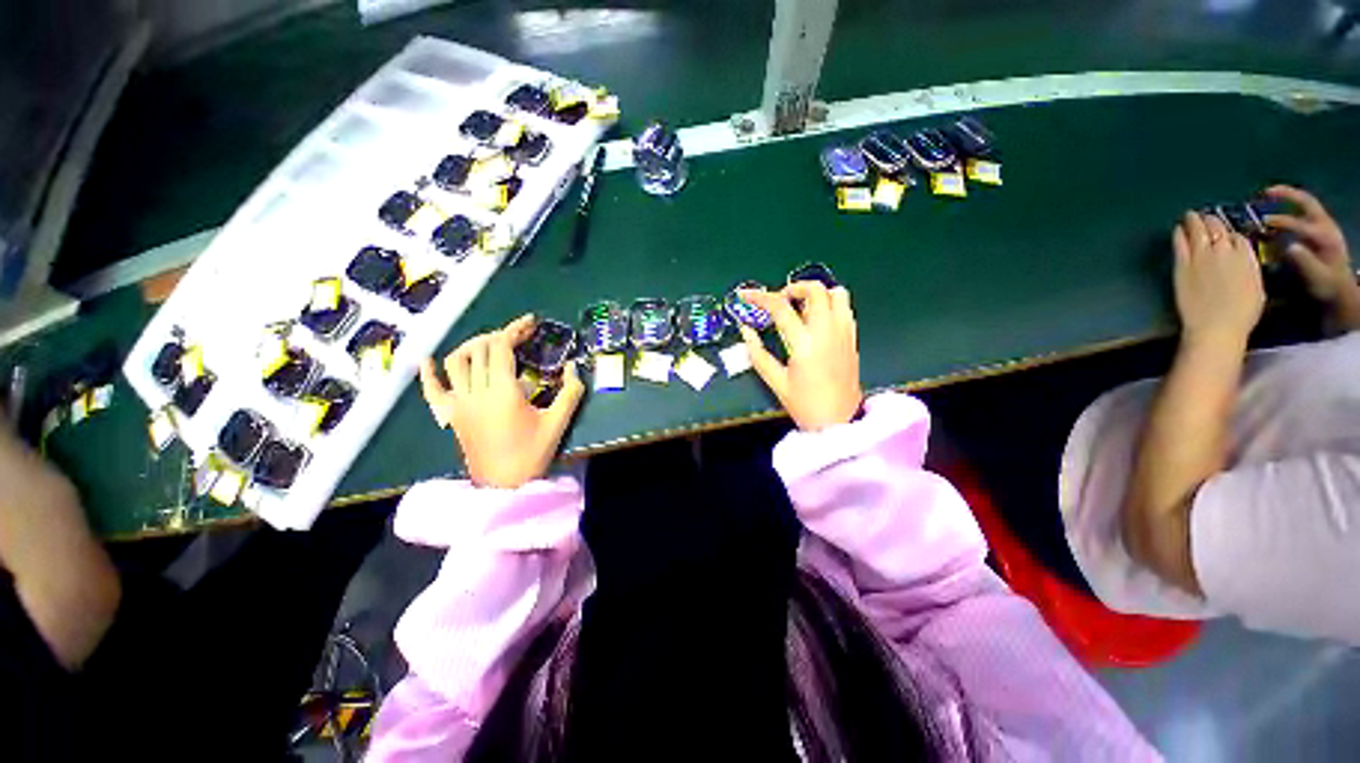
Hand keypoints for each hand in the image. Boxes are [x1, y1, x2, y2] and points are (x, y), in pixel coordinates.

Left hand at [419, 315, 584, 488]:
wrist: (504, 485)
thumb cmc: (533, 453)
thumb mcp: (558, 422)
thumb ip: (571, 392)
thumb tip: (574, 366)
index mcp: (503, 392)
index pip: (501, 347)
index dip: (514, 329)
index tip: (530, 323)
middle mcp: (476, 392)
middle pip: (480, 349)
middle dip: (500, 334)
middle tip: (520, 335)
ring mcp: (459, 403)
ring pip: (456, 362)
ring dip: (472, 346)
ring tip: (491, 344)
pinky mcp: (450, 415)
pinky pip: (432, 390)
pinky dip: (428, 373)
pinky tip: (429, 360)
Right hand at [738, 282, 862, 430]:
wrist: (839, 421)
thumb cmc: (805, 404)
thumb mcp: (776, 381)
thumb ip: (758, 354)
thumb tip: (746, 331)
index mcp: (804, 343)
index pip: (780, 307)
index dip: (759, 297)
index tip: (746, 294)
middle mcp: (827, 331)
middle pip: (814, 290)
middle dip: (792, 288)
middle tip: (778, 301)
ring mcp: (844, 332)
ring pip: (836, 294)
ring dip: (815, 293)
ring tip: (799, 307)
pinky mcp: (853, 338)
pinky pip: (844, 308)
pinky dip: (829, 303)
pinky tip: (816, 320)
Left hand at [1172, 211, 1264, 347]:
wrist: (1216, 326)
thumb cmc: (1241, 314)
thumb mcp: (1256, 286)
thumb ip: (1248, 268)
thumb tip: (1241, 260)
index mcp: (1246, 257)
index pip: (1238, 237)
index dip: (1230, 234)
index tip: (1225, 233)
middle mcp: (1225, 251)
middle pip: (1218, 228)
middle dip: (1212, 221)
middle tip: (1206, 218)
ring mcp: (1202, 256)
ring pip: (1198, 230)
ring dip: (1195, 221)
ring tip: (1191, 216)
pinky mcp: (1183, 264)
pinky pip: (1180, 243)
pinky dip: (1180, 233)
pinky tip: (1178, 228)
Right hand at [1262, 185, 1356, 305]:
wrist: (1340, 289)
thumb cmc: (1325, 287)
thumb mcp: (1315, 279)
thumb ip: (1304, 262)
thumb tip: (1288, 247)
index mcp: (1325, 237)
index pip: (1300, 224)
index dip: (1280, 223)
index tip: (1260, 224)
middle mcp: (1326, 226)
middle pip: (1306, 202)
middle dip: (1286, 195)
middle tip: (1264, 192)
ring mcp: (1324, 225)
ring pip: (1305, 203)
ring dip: (1287, 197)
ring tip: (1266, 197)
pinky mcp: (1320, 229)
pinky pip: (1304, 211)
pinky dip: (1290, 206)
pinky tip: (1278, 209)